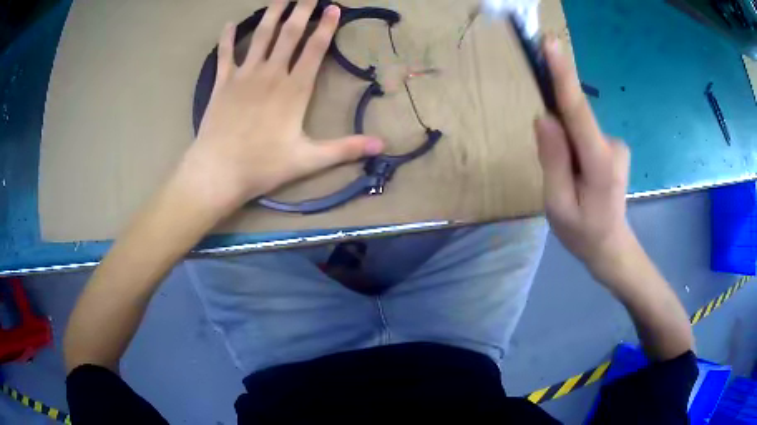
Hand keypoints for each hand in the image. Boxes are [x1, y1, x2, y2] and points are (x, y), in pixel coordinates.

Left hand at [176, 0, 383, 215]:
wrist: (218, 172)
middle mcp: (270, 74)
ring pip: (260, 36)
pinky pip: (225, 55)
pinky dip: (226, 39)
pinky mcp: (222, 84)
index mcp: (294, 89)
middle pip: (289, 34)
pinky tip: (228, 24)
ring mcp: (244, 76)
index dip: (326, 26)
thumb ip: (345, 149)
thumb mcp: (309, 160)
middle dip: (301, 10)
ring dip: (271, 14)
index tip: (333, 7)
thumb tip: (382, 145)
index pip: (314, 49)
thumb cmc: (263, 166)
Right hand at [535, 37, 633, 279]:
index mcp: (599, 162)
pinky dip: (573, 149)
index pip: (578, 110)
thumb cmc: (583, 233)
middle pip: (574, 120)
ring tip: (569, 183)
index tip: (550, 44)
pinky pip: (583, 136)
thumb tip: (544, 117)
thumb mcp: (558, 205)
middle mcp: (612, 144)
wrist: (610, 246)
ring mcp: (616, 144)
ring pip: (577, 130)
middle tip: (557, 174)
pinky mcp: (613, 145)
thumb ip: (552, 160)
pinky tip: (578, 176)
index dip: (563, 75)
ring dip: (564, 149)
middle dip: (556, 135)